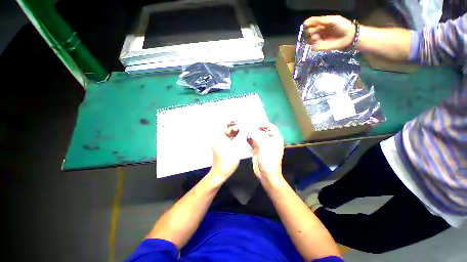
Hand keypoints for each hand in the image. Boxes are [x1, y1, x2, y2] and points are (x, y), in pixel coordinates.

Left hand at [210, 121, 240, 179]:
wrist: (221, 172)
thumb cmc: (227, 160)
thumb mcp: (235, 147)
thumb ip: (241, 136)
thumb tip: (246, 128)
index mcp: (218, 136)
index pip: (224, 123)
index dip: (232, 120)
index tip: (240, 120)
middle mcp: (218, 137)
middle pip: (227, 128)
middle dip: (236, 126)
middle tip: (245, 127)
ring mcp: (220, 142)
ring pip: (229, 133)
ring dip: (236, 132)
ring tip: (245, 132)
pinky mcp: (223, 145)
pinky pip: (229, 138)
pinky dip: (235, 137)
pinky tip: (242, 137)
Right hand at [247, 123, 283, 182]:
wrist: (266, 174)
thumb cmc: (269, 159)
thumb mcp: (264, 146)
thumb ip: (256, 136)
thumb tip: (250, 129)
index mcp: (275, 138)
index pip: (271, 127)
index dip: (265, 124)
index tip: (256, 124)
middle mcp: (269, 140)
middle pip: (262, 131)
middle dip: (256, 128)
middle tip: (247, 125)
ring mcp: (262, 145)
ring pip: (257, 136)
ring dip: (251, 133)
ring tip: (244, 129)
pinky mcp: (256, 149)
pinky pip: (252, 142)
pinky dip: (248, 139)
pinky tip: (243, 136)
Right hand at [303, 15, 354, 50]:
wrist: (349, 36)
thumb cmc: (343, 26)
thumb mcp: (333, 19)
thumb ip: (323, 20)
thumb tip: (313, 21)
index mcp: (322, 23)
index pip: (312, 23)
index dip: (308, 23)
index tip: (305, 24)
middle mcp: (319, 31)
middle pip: (309, 31)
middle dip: (309, 31)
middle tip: (312, 31)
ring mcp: (319, 39)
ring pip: (310, 39)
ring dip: (311, 38)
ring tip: (316, 38)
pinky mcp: (320, 47)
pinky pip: (312, 47)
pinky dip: (313, 45)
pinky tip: (317, 43)